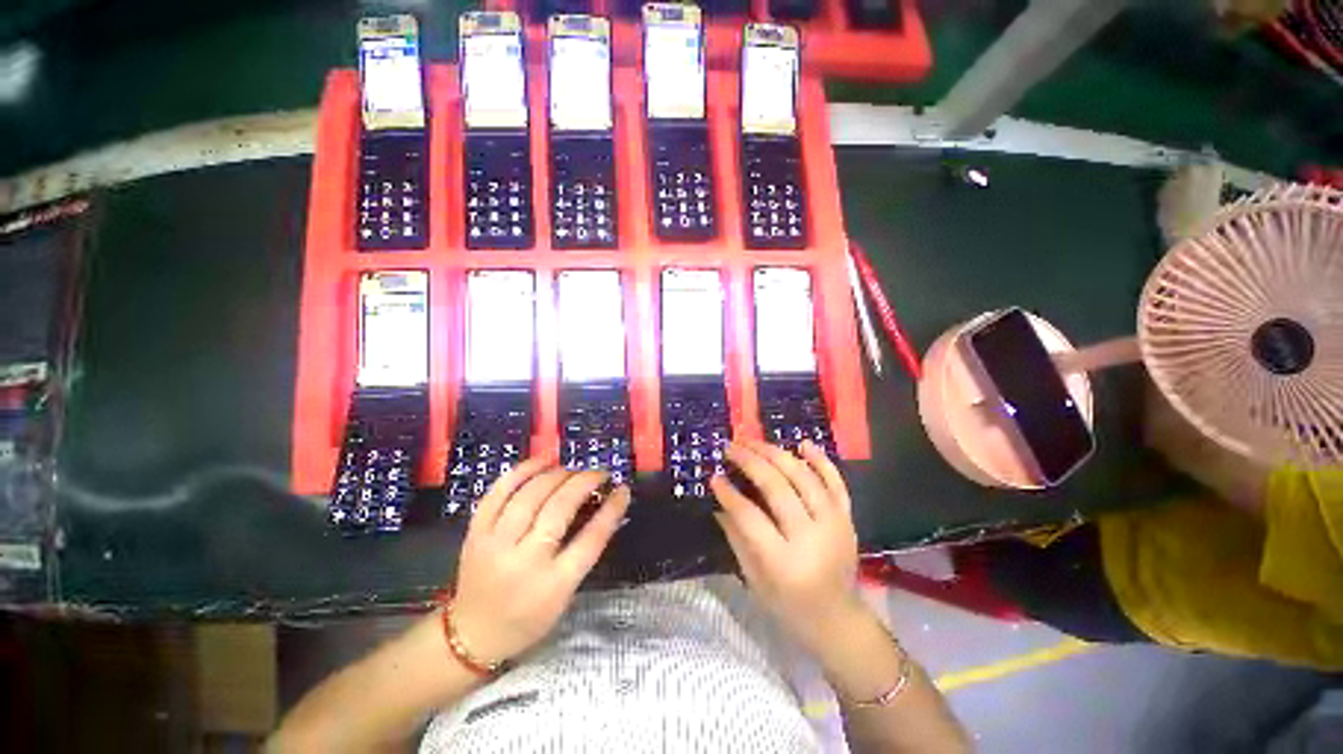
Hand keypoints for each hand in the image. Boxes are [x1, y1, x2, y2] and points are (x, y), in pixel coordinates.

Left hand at [452, 459, 629, 663]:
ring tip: (572, 470)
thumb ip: (583, 552)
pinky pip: (498, 492)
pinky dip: (522, 471)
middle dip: (584, 483)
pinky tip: (542, 462)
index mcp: (553, 584)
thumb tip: (603, 506)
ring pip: (530, 495)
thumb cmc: (528, 618)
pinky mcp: (476, 533)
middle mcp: (524, 561)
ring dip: (557, 474)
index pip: (591, 538)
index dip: (611, 509)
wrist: (471, 635)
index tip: (622, 489)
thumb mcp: (565, 595)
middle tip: (599, 474)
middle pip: (559, 508)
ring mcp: (495, 544)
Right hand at [711, 439, 860, 649]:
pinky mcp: (847, 517)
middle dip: (750, 462)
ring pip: (804, 476)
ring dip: (776, 453)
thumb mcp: (753, 579)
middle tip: (731, 447)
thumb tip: (719, 501)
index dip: (729, 494)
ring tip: (754, 441)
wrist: (838, 619)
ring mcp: (834, 523)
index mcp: (784, 561)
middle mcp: (812, 537)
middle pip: (777, 487)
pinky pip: (835, 481)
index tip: (714, 476)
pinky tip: (802, 443)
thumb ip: (735, 537)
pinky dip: (820, 460)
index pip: (750, 516)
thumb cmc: (789, 605)